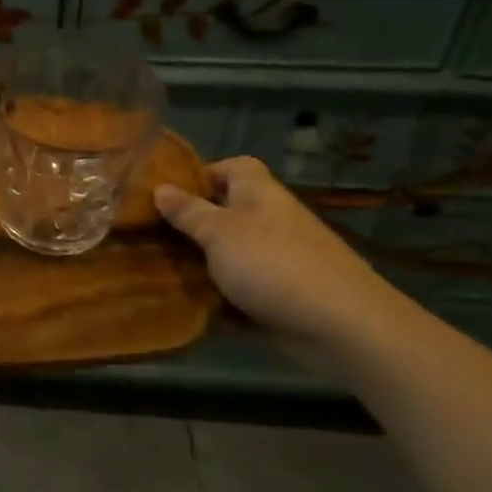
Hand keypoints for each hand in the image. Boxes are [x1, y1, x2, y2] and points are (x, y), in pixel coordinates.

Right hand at [155, 156, 402, 351]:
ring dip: (203, 262)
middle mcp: (270, 219)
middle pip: (226, 211)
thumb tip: (160, 188)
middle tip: (152, 235)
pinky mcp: (281, 294)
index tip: (166, 194)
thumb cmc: (272, 263)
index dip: (200, 174)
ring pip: (231, 252)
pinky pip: (242, 287)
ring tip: (162, 269)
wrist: (339, 324)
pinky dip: (221, 294)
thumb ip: (188, 211)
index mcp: (258, 193)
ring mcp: (278, 258)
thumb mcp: (218, 232)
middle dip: (192, 224)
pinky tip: (192, 303)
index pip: (232, 166)